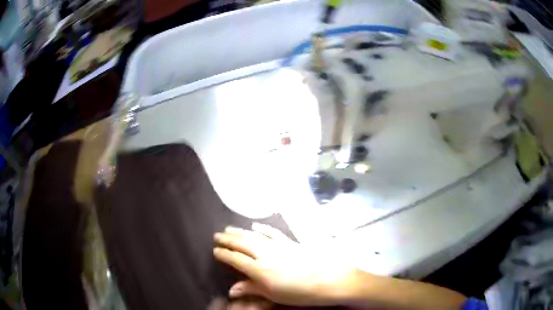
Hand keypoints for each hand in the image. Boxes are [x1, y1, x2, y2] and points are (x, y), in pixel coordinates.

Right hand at [213, 223, 358, 306]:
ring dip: (240, 231)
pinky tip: (256, 225)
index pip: (236, 259)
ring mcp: (278, 246)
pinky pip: (273, 232)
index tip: (215, 250)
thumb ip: (252, 289)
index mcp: (259, 269)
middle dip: (228, 239)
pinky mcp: (290, 242)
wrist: (329, 280)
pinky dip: (263, 228)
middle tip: (217, 235)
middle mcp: (265, 254)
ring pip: (254, 235)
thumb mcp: (273, 295)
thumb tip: (231, 290)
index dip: (224, 254)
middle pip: (242, 243)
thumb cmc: (299, 293)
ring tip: (229, 228)